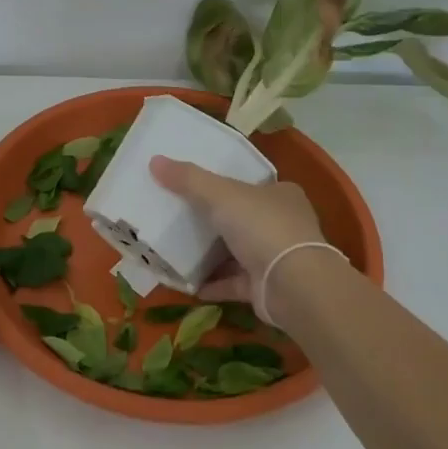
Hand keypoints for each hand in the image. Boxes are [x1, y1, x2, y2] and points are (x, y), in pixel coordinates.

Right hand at [150, 156, 326, 316]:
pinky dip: (213, 283)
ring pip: (239, 252)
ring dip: (213, 254)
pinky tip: (188, 283)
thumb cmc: (263, 227)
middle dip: (216, 220)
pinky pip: (234, 283)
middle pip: (244, 218)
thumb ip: (189, 179)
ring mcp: (276, 258)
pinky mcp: (266, 288)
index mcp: (281, 195)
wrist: (293, 285)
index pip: (253, 185)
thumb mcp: (221, 194)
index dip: (228, 184)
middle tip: (181, 217)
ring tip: (178, 249)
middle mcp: (284, 225)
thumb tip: (155, 160)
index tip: (199, 186)